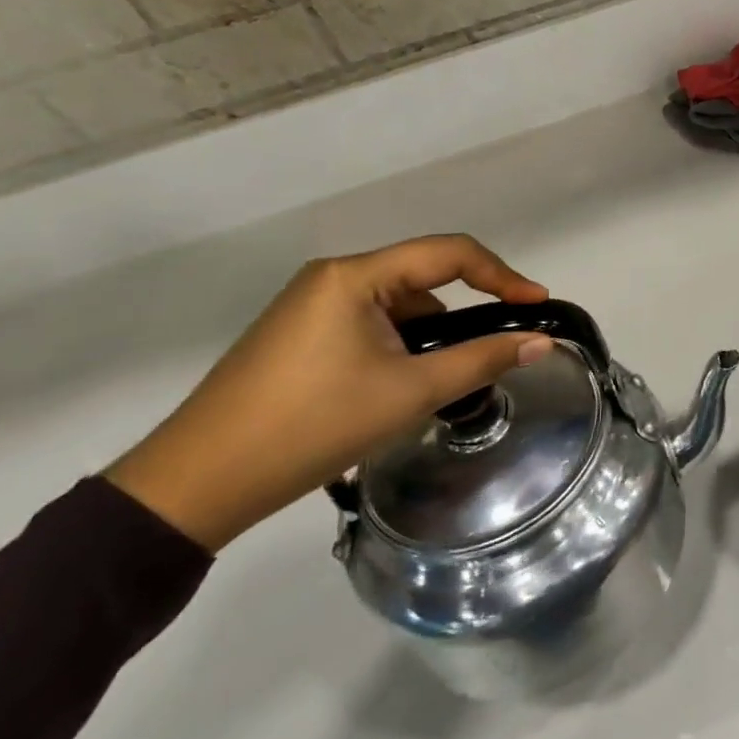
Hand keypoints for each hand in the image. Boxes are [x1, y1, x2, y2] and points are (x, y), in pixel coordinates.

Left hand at [106, 236, 552, 551]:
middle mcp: (332, 278)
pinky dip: (397, 349)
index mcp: (355, 276)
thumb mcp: (409, 393)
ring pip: (396, 307)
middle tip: (493, 352)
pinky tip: (397, 390)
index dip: (502, 275)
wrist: (196, 485)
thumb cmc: (311, 426)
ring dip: (428, 337)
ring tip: (439, 386)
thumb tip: (541, 342)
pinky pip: (368, 326)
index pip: (449, 253)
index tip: (537, 305)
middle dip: (462, 315)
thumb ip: (481, 359)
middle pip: (422, 279)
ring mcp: (310, 307)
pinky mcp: (298, 337)